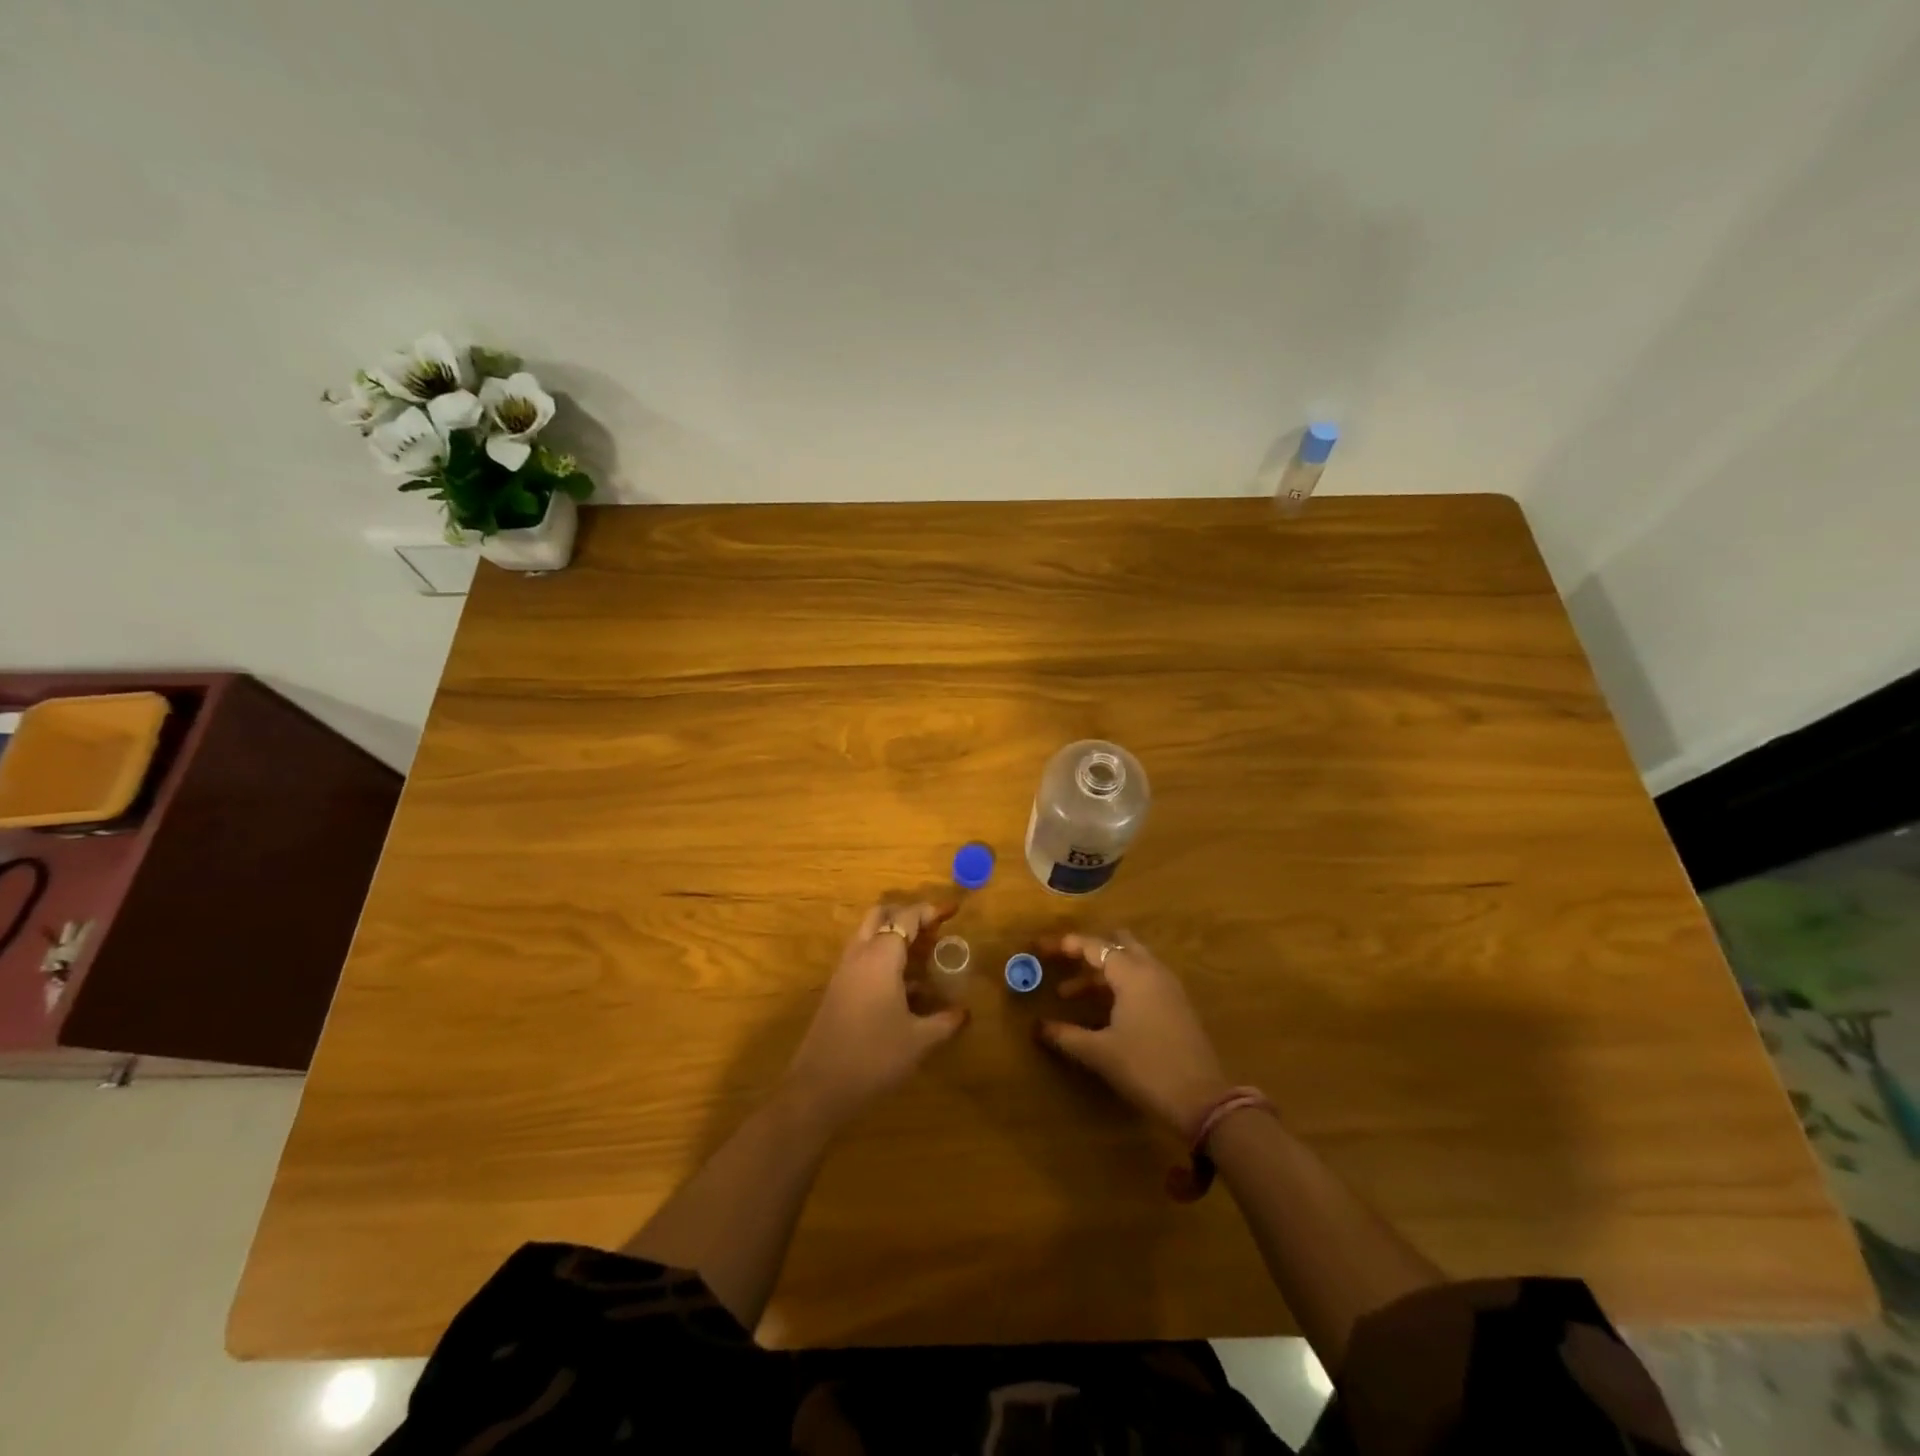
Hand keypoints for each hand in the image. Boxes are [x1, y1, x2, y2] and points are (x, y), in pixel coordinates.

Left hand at [784, 902, 968, 1125]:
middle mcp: (859, 955)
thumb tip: (965, 1012)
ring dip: (893, 937)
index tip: (952, 912)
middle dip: (907, 916)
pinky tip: (905, 988)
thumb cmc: (874, 1057)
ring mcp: (844, 972)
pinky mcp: (836, 990)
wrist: (819, 1088)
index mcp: (880, 957)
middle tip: (933, 931)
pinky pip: (862, 959)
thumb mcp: (919, 1041)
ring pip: (868, 936)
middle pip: (880, 916)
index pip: (906, 917)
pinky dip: (883, 958)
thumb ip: (945, 1021)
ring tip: (923, 957)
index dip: (930, 911)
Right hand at [1037, 932, 1228, 1135]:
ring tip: (1072, 994)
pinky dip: (1119, 984)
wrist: (1202, 1100)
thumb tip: (1038, 1026)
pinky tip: (1104, 1009)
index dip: (1065, 945)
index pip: (1094, 946)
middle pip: (1116, 945)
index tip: (1040, 948)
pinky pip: (1143, 979)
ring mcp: (1168, 987)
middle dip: (1087, 952)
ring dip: (1101, 972)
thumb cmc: (1146, 1068)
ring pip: (1130, 963)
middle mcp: (1152, 971)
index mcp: (1132, 974)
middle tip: (1061, 964)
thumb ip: (1066, 1035)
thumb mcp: (1100, 1052)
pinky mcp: (1177, 1005)